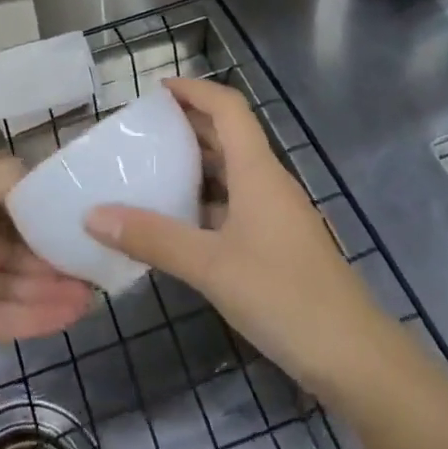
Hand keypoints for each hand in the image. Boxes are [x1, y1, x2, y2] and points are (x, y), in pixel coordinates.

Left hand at [0, 156, 92, 413]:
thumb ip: (0, 177)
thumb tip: (34, 169)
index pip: (4, 195)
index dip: (39, 198)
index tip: (79, 203)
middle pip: (13, 240)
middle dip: (51, 246)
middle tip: (95, 253)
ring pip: (14, 280)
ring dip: (52, 283)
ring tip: (95, 288)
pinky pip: (7, 316)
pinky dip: (39, 313)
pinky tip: (75, 312)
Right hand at [86, 78, 394, 398]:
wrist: (354, 358)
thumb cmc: (284, 296)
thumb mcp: (210, 266)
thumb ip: (153, 238)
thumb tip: (93, 215)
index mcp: (258, 171)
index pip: (228, 108)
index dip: (195, 90)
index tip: (157, 90)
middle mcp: (269, 182)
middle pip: (229, 135)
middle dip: (189, 124)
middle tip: (143, 131)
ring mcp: (277, 214)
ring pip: (233, 172)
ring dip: (197, 164)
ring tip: (153, 170)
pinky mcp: (279, 244)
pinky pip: (237, 204)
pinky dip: (207, 201)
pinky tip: (180, 223)